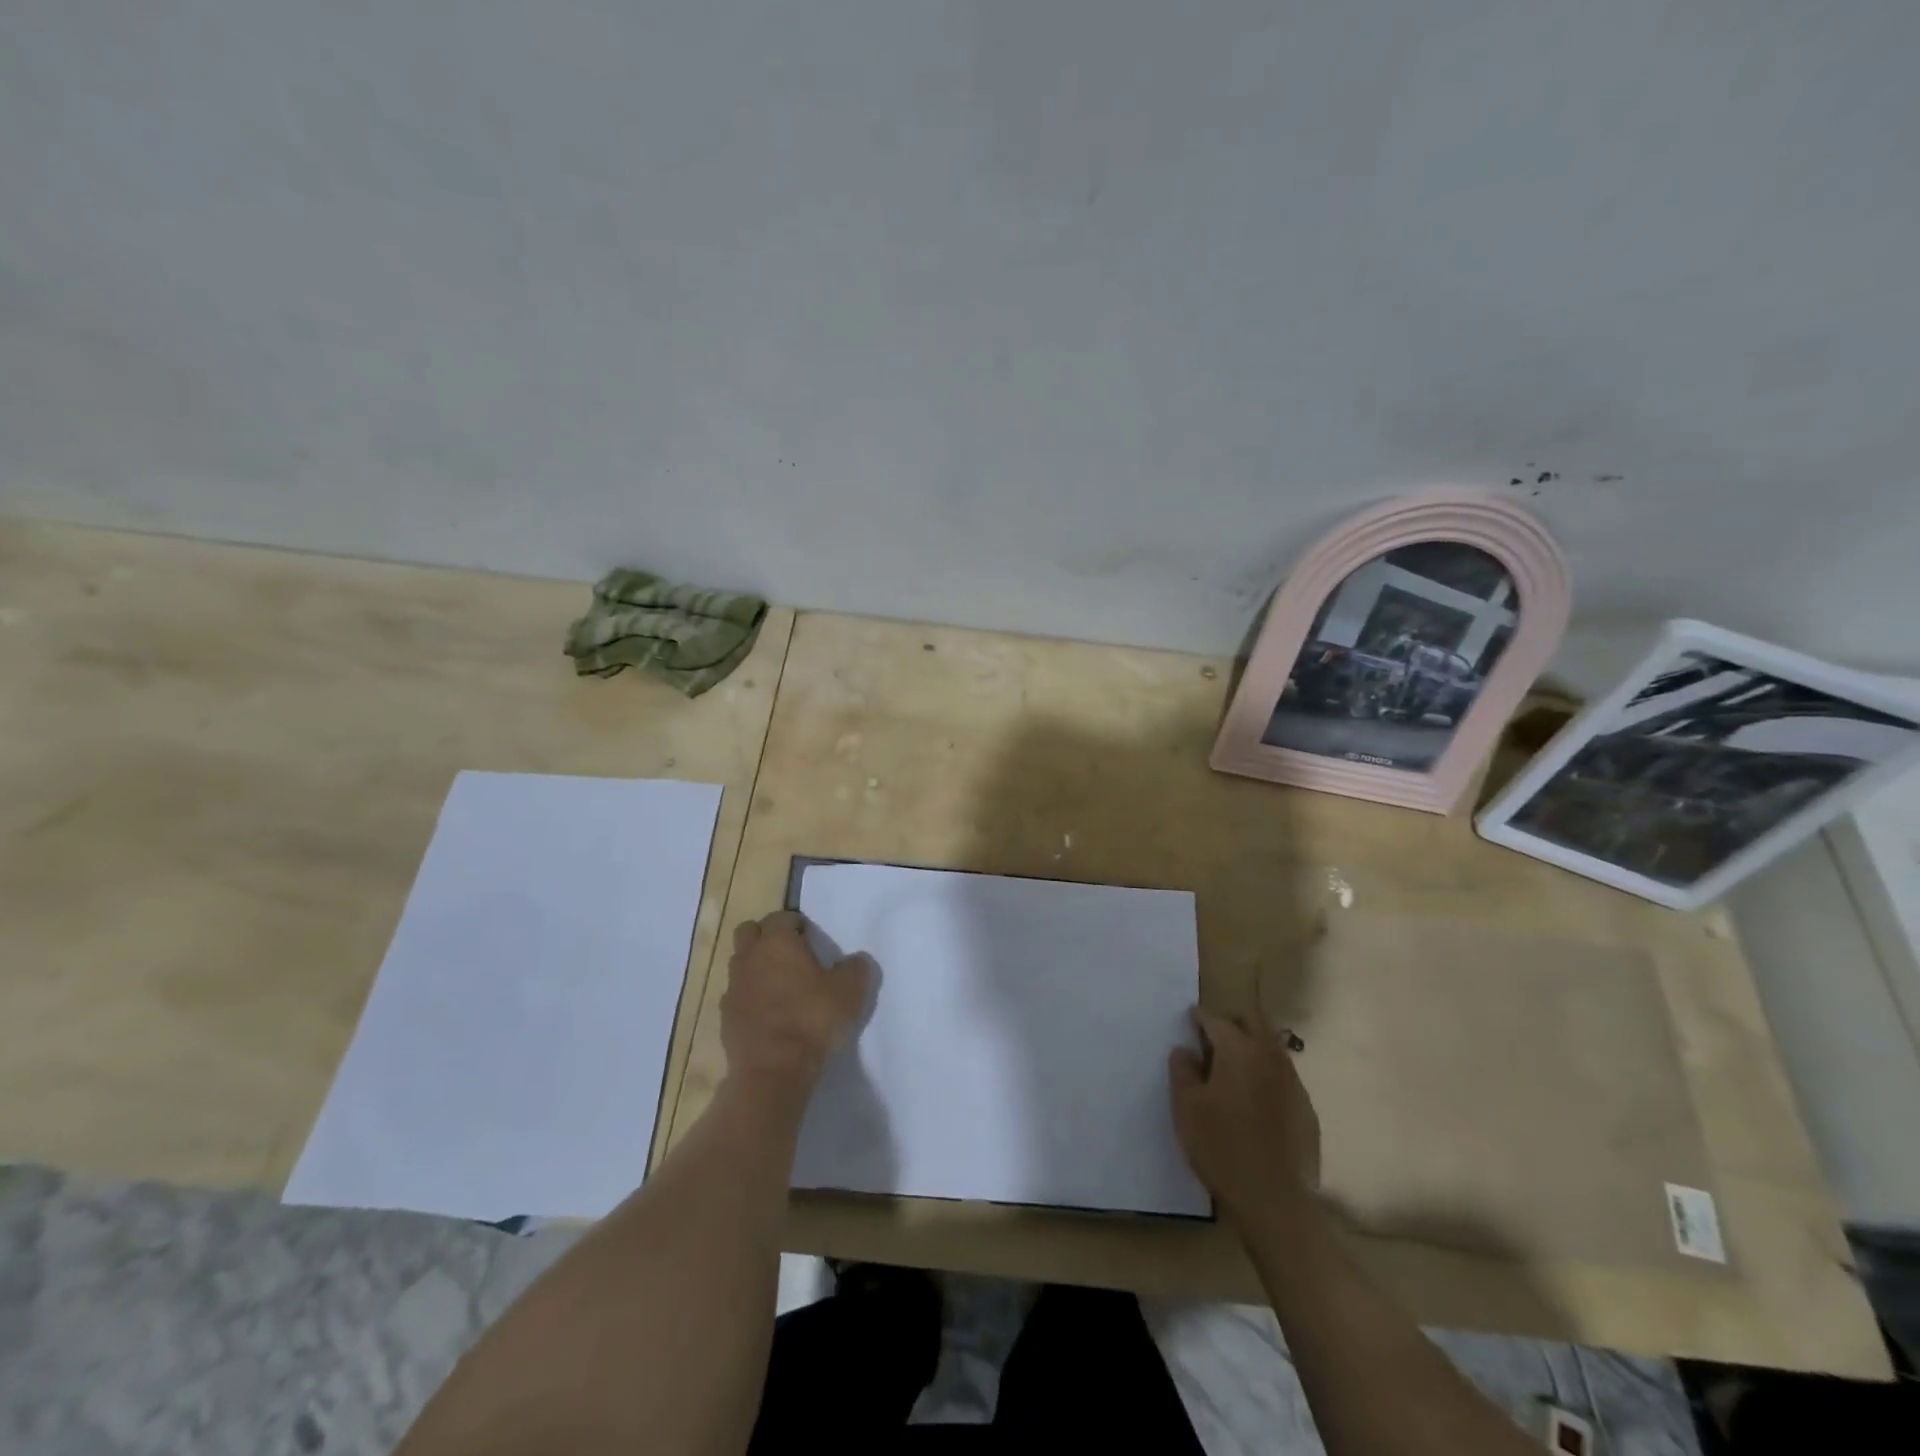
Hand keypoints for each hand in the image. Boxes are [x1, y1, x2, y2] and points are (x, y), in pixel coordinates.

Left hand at [720, 911, 872, 1084]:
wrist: (773, 1070)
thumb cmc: (813, 1019)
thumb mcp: (850, 991)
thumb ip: (856, 968)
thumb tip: (857, 960)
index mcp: (778, 942)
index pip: (781, 917)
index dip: (795, 923)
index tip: (809, 936)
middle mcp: (750, 957)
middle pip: (750, 931)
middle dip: (766, 936)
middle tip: (789, 953)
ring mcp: (733, 987)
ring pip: (740, 962)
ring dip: (756, 966)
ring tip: (779, 985)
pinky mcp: (725, 1016)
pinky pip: (737, 994)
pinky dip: (749, 996)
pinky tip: (767, 1013)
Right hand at [1168, 1007, 1320, 1219]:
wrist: (1274, 1200)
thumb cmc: (1221, 1146)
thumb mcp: (1186, 1107)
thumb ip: (1182, 1070)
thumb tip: (1185, 1050)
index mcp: (1239, 1050)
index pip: (1216, 1019)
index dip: (1200, 1017)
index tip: (1190, 1020)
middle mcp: (1269, 1057)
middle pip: (1252, 1021)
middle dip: (1232, 1021)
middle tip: (1213, 1036)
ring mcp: (1293, 1082)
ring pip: (1271, 1047)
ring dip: (1252, 1046)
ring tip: (1232, 1067)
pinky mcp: (1306, 1108)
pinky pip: (1283, 1076)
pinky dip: (1266, 1074)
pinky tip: (1254, 1099)